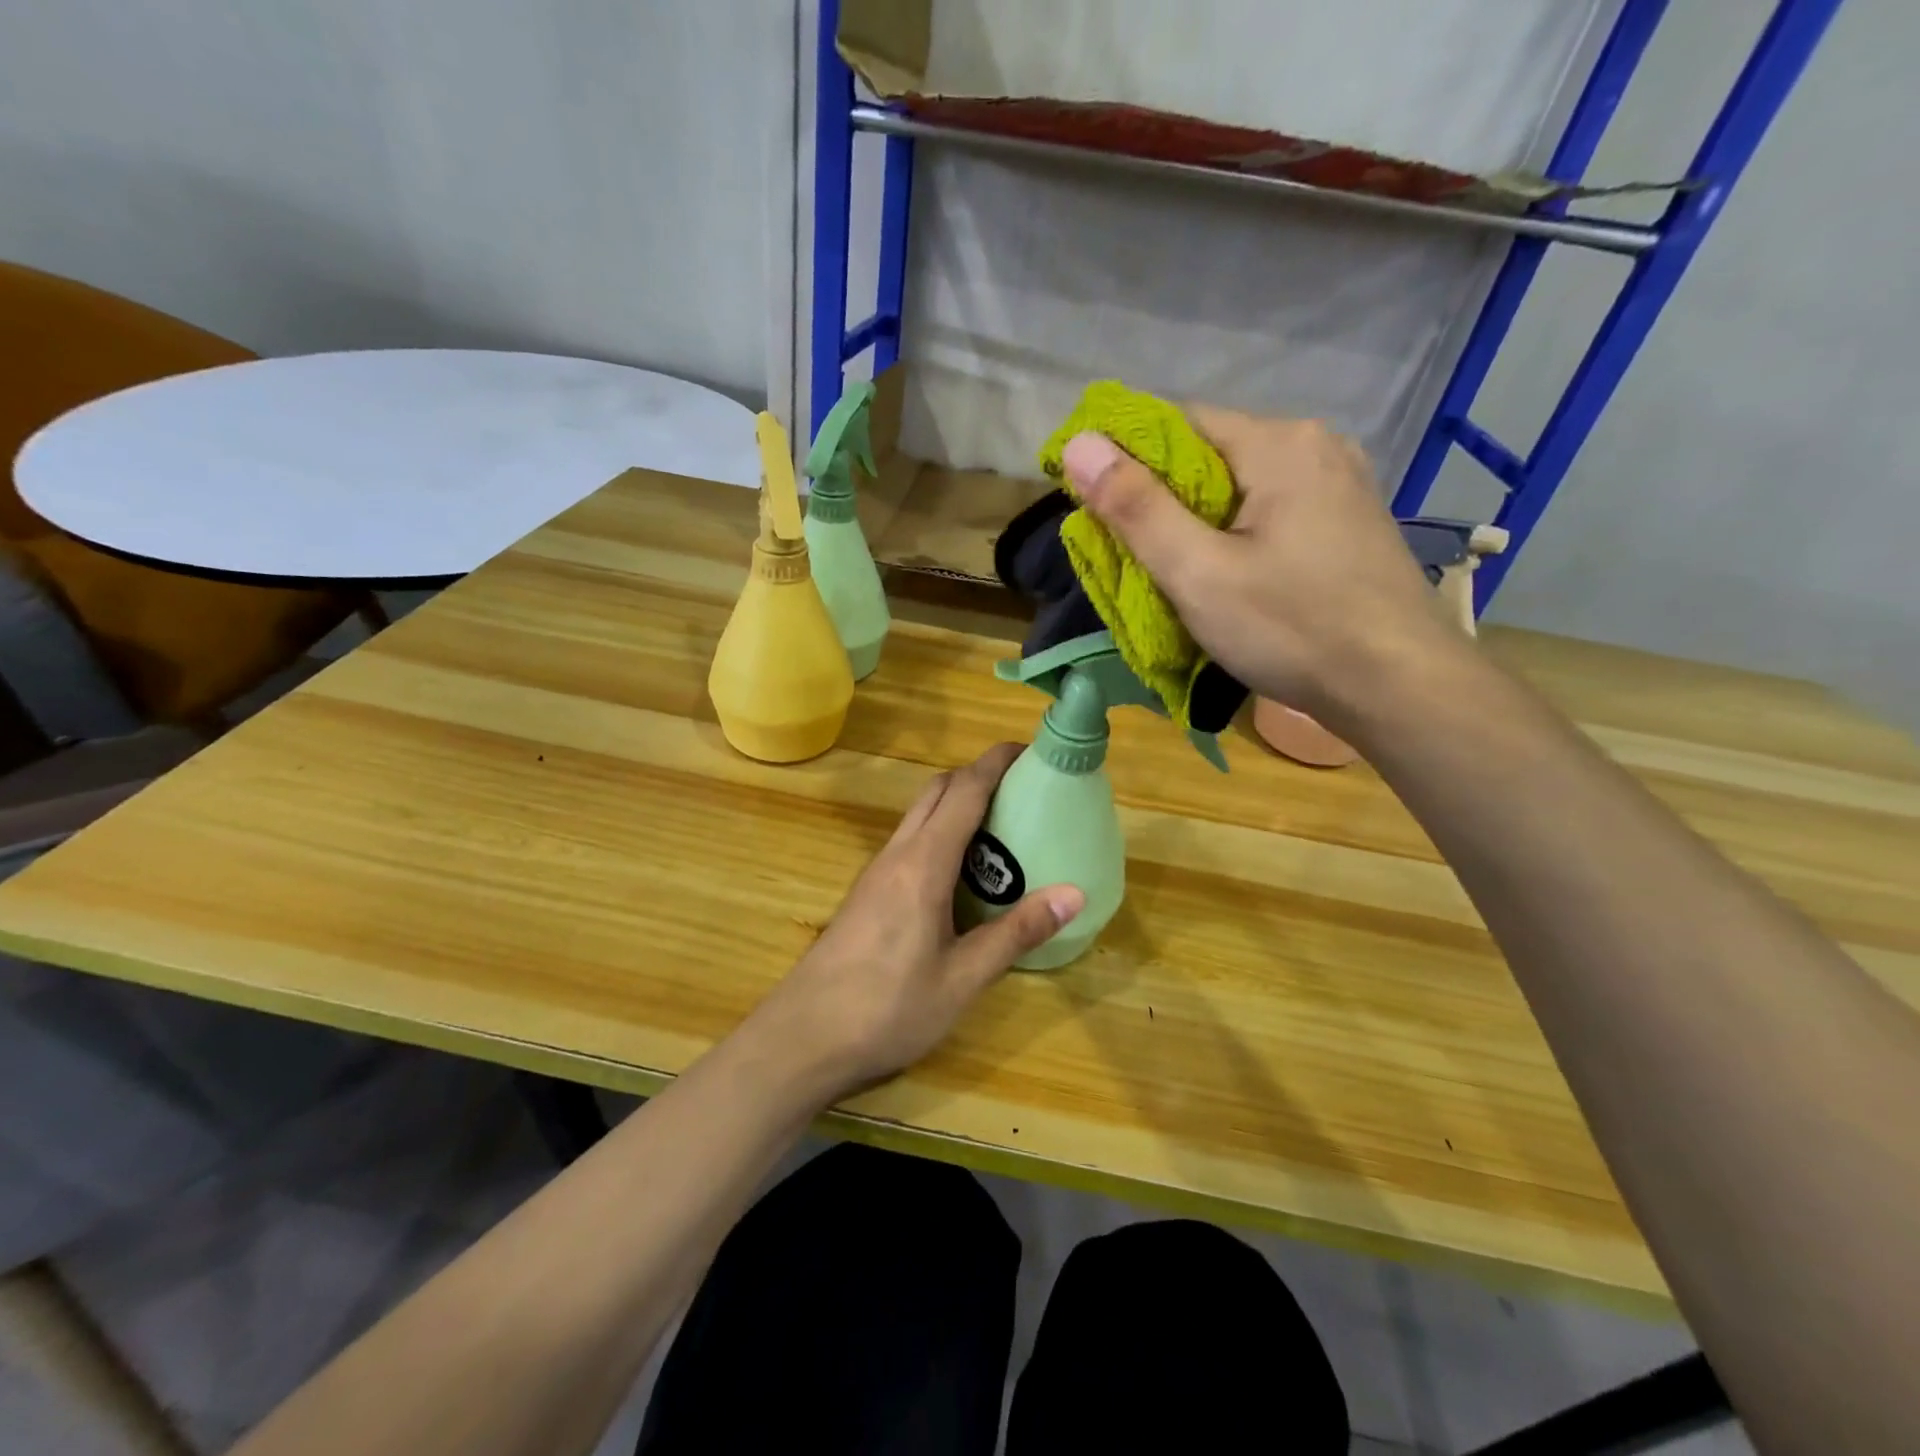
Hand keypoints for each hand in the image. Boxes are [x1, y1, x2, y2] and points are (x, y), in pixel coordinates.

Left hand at [750, 744, 1083, 1099]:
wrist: (802, 1038)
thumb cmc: (888, 1008)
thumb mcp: (963, 978)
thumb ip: (1016, 933)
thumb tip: (1073, 894)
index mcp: (924, 863)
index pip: (964, 792)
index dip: (995, 763)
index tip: (1029, 749)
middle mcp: (897, 854)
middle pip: (937, 791)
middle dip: (977, 775)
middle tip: (1022, 790)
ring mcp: (876, 872)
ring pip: (918, 815)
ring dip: (955, 803)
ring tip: (1000, 826)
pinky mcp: (866, 893)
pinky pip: (908, 841)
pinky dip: (938, 831)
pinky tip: (960, 871)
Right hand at [1060, 410, 1456, 721]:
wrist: (1400, 687)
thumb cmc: (1292, 628)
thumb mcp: (1198, 573)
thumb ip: (1136, 508)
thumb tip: (1079, 443)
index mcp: (1279, 442)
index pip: (1179, 422)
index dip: (1129, 459)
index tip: (1097, 507)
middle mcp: (1317, 446)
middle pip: (1213, 454)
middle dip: (1165, 498)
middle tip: (1134, 555)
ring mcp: (1343, 484)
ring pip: (1244, 486)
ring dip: (1202, 520)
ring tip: (1177, 571)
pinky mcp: (1351, 523)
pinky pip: (1275, 510)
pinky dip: (1239, 534)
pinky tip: (1233, 575)